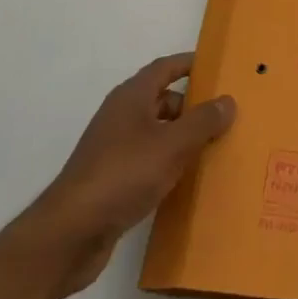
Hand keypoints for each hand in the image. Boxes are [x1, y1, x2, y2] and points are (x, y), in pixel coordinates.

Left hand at [4, 53, 234, 298]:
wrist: (70, 234)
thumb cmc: (123, 175)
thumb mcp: (172, 145)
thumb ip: (202, 122)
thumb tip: (228, 100)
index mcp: (131, 97)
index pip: (164, 68)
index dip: (189, 64)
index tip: (216, 67)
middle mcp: (121, 117)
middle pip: (162, 100)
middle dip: (191, 106)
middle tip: (224, 115)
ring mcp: (113, 150)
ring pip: (155, 134)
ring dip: (181, 138)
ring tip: (213, 148)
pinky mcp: (111, 181)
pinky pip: (147, 162)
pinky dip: (167, 164)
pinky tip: (186, 181)